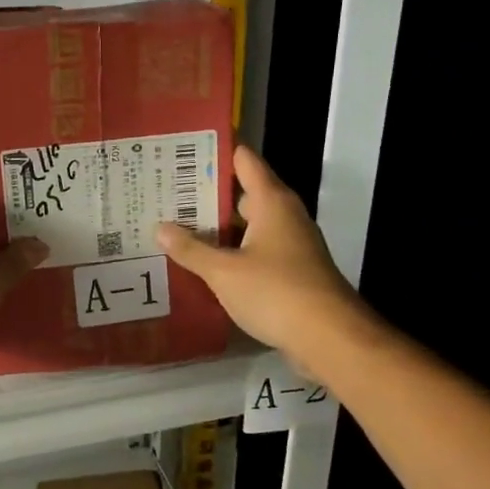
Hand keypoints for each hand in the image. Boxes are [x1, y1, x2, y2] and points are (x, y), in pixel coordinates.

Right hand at [157, 145, 364, 367]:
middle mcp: (284, 215)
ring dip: (217, 227)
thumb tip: (160, 228)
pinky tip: (203, 263)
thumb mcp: (224, 271)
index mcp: (271, 201)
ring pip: (248, 225)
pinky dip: (231, 252)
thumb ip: (191, 249)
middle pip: (242, 192)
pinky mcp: (291, 271)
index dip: (215, 151)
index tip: (182, 150)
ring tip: (176, 226)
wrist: (329, 339)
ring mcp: (291, 244)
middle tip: (167, 193)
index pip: (243, 160)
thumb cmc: (276, 292)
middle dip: (207, 193)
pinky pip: (255, 251)